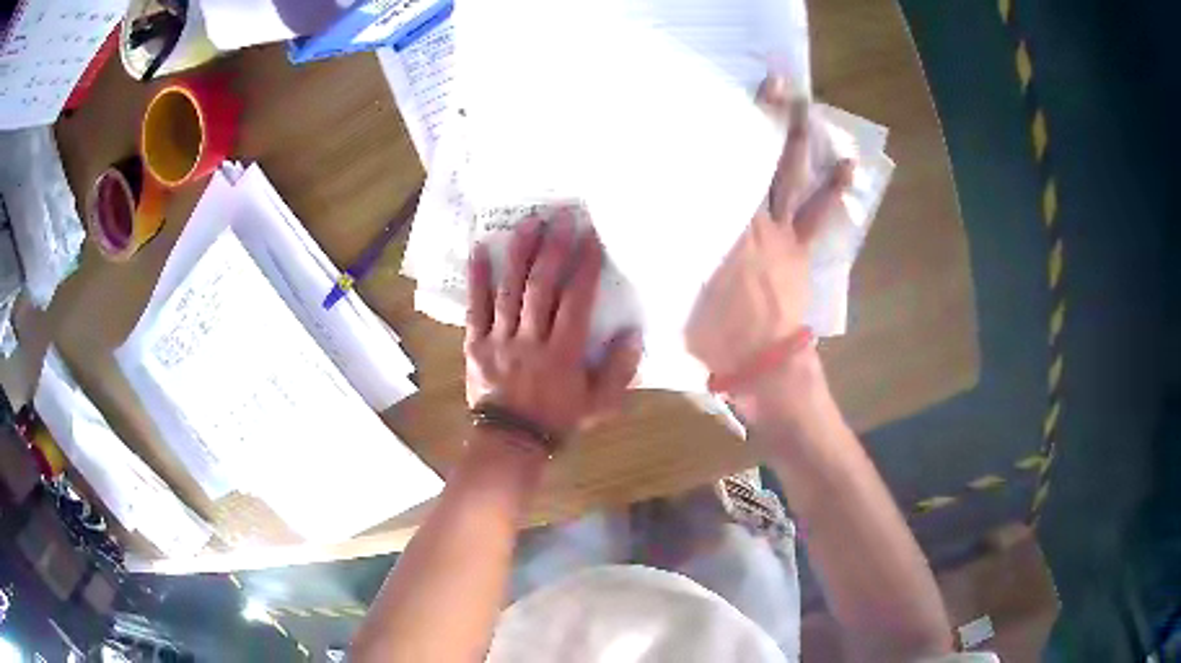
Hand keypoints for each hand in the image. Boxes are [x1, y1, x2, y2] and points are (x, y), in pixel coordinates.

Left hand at [464, 211, 641, 440]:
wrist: (511, 441)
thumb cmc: (558, 420)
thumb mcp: (600, 405)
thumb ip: (619, 371)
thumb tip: (632, 333)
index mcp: (563, 353)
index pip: (576, 301)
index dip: (584, 267)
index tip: (591, 237)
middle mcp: (531, 339)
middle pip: (542, 287)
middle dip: (553, 249)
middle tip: (560, 216)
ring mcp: (500, 339)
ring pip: (510, 290)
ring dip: (519, 254)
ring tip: (528, 223)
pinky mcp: (476, 343)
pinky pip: (475, 307)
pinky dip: (477, 278)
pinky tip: (480, 249)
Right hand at [686, 77, 852, 379]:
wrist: (762, 363)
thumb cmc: (714, 332)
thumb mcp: (676, 289)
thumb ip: (669, 250)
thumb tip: (656, 218)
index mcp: (716, 229)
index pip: (711, 171)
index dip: (710, 135)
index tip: (707, 102)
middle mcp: (749, 219)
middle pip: (756, 158)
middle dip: (765, 117)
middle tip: (775, 81)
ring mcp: (781, 231)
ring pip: (789, 175)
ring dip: (798, 139)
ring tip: (807, 106)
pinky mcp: (801, 247)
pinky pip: (821, 213)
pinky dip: (835, 188)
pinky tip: (847, 164)